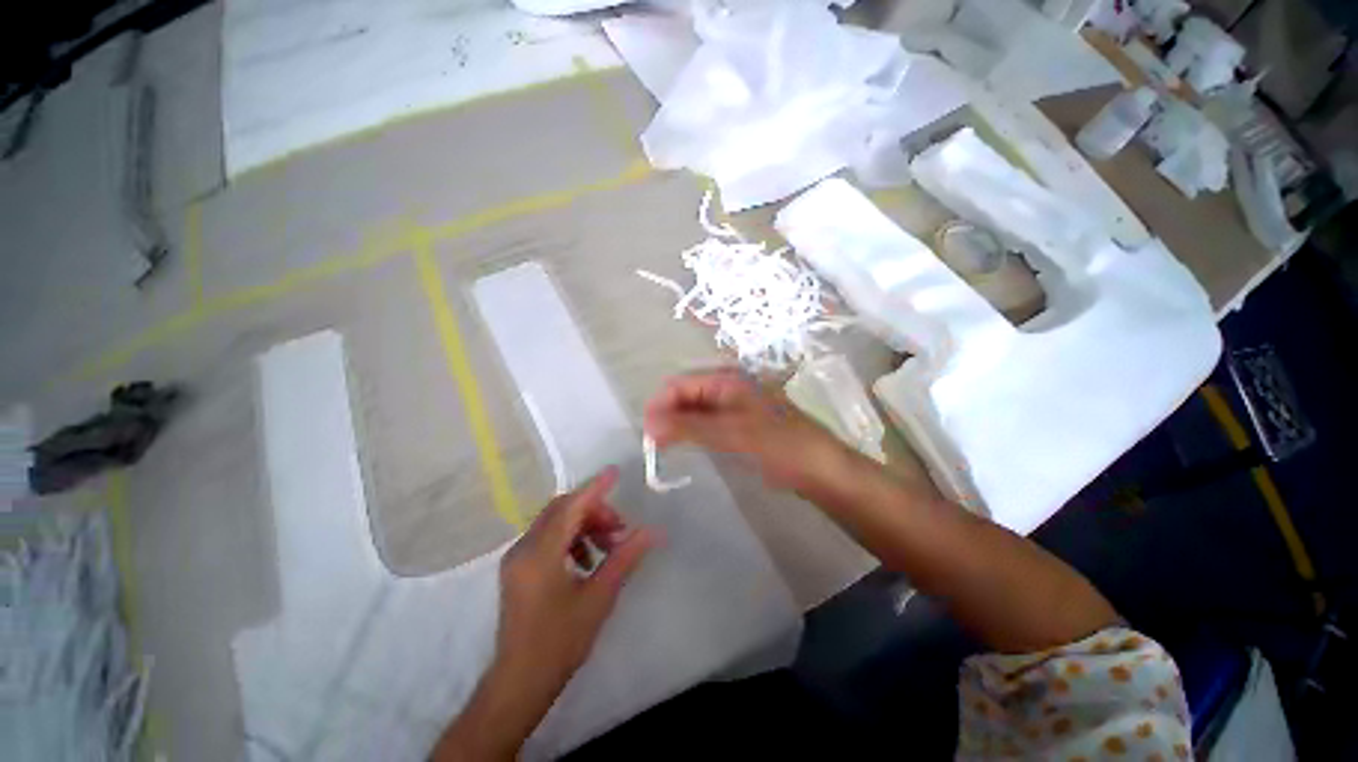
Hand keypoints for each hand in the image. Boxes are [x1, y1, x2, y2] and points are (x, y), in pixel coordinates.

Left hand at [497, 467, 654, 695]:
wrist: (519, 683)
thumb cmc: (560, 642)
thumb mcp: (599, 597)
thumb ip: (625, 557)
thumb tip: (653, 532)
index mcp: (540, 553)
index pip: (571, 506)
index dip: (595, 487)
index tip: (616, 472)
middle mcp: (523, 548)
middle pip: (562, 510)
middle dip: (593, 511)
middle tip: (619, 528)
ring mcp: (517, 558)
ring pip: (554, 522)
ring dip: (583, 525)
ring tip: (608, 547)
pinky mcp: (518, 568)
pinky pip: (547, 538)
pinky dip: (571, 539)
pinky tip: (588, 561)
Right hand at [643, 368, 842, 490]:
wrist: (821, 469)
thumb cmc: (778, 445)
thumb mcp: (730, 434)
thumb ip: (688, 427)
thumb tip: (649, 424)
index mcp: (727, 379)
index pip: (681, 384)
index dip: (660, 404)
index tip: (646, 432)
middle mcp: (729, 386)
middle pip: (687, 395)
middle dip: (667, 415)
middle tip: (653, 444)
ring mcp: (736, 405)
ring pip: (697, 410)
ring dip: (679, 425)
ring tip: (663, 447)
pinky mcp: (741, 424)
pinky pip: (709, 423)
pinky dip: (694, 433)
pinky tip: (687, 446)